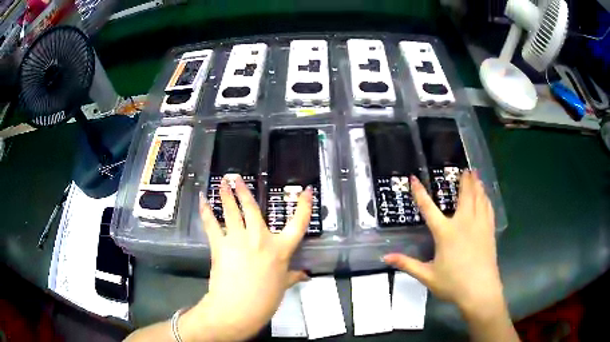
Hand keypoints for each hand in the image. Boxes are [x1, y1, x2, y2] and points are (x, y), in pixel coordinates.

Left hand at [180, 175, 311, 341]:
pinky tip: (203, 201)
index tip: (306, 191)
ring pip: (231, 211)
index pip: (298, 223)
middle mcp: (260, 239)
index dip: (304, 206)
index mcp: (281, 250)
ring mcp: (238, 240)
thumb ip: (293, 276)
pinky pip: (212, 224)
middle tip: (235, 177)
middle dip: (243, 190)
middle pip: (252, 208)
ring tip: (221, 182)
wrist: (237, 309)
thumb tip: (304, 274)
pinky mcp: (220, 245)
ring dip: (225, 195)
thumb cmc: (265, 300)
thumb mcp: (283, 286)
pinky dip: (206, 212)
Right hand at [384, 171, 503, 315]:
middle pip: (464, 196)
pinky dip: (486, 199)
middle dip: (464, 180)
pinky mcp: (489, 232)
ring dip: (477, 185)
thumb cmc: (453, 283)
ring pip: (479, 199)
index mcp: (446, 233)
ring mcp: (479, 226)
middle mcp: (464, 223)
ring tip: (476, 175)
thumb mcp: (427, 276)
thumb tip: (385, 258)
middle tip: (465, 168)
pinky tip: (486, 196)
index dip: (419, 193)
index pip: (429, 209)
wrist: (480, 290)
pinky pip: (488, 209)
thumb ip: (407, 264)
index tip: (414, 178)